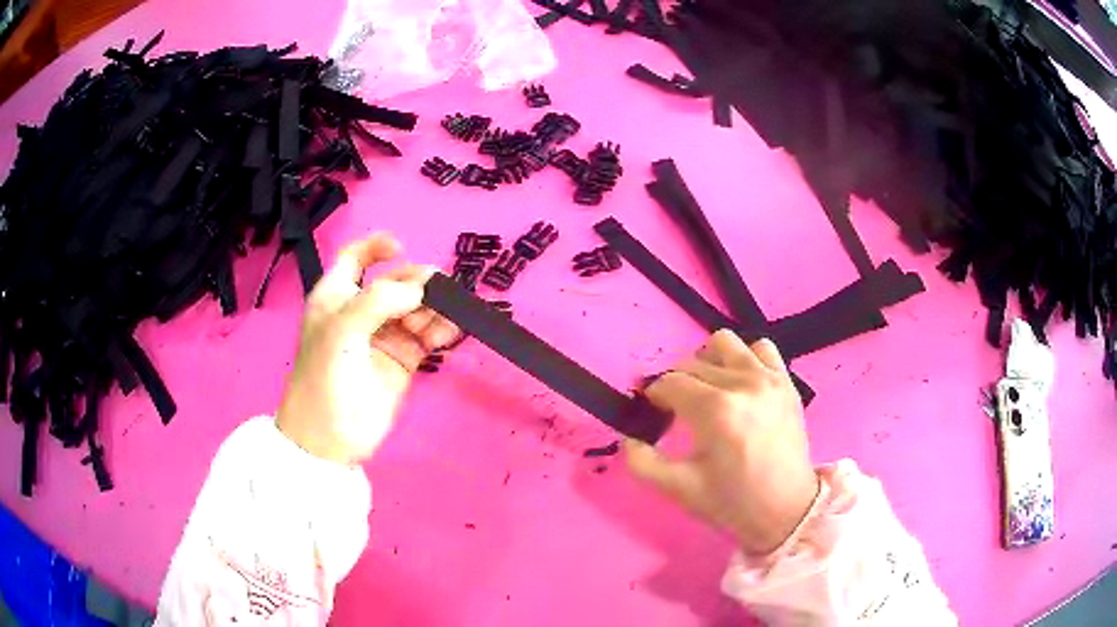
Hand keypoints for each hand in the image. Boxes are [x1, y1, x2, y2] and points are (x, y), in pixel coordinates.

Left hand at [276, 233, 458, 465]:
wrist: (329, 436)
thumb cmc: (324, 375)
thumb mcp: (342, 329)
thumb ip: (379, 300)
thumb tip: (420, 288)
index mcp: (337, 296)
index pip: (355, 258)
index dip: (375, 247)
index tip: (401, 247)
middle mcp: (361, 311)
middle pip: (395, 282)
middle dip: (416, 282)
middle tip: (438, 290)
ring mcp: (384, 336)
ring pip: (416, 308)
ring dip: (434, 306)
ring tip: (447, 315)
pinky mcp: (403, 360)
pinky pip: (427, 335)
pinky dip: (441, 329)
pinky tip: (451, 331)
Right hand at [624, 331, 819, 554]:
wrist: (787, 509)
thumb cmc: (732, 501)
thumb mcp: (679, 489)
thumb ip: (642, 463)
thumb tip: (628, 438)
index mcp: (715, 411)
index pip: (669, 383)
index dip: (654, 395)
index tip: (653, 411)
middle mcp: (742, 384)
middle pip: (692, 363)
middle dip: (676, 383)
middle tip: (676, 409)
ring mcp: (769, 378)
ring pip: (724, 344)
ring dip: (708, 361)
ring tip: (708, 389)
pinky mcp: (786, 381)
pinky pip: (761, 348)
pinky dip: (745, 358)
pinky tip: (740, 384)